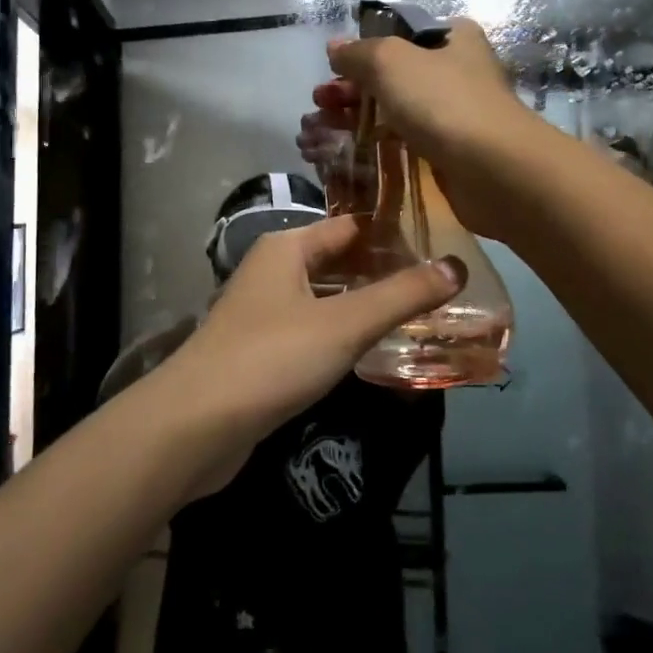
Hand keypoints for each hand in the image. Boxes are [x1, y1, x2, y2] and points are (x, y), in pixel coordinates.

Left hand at [148, 215, 464, 498]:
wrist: (195, 426)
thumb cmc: (272, 358)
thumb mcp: (345, 323)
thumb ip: (402, 295)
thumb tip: (457, 266)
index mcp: (287, 248)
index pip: (350, 226)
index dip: (394, 234)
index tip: (442, 247)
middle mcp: (273, 272)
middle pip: (338, 262)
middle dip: (384, 274)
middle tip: (441, 287)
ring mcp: (263, 313)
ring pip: (326, 299)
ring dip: (365, 307)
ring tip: (421, 318)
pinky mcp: (261, 352)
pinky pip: (312, 332)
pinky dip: (343, 336)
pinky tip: (374, 352)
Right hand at [299, 17, 547, 242]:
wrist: (494, 170)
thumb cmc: (443, 102)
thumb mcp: (390, 61)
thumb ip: (357, 52)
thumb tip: (335, 48)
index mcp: (452, 37)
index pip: (398, 35)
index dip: (362, 51)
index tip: (332, 71)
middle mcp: (456, 70)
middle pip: (391, 75)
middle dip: (350, 88)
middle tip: (318, 103)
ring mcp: (453, 113)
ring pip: (394, 109)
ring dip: (356, 117)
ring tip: (318, 130)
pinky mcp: (448, 150)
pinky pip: (403, 140)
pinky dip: (375, 142)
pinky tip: (346, 151)